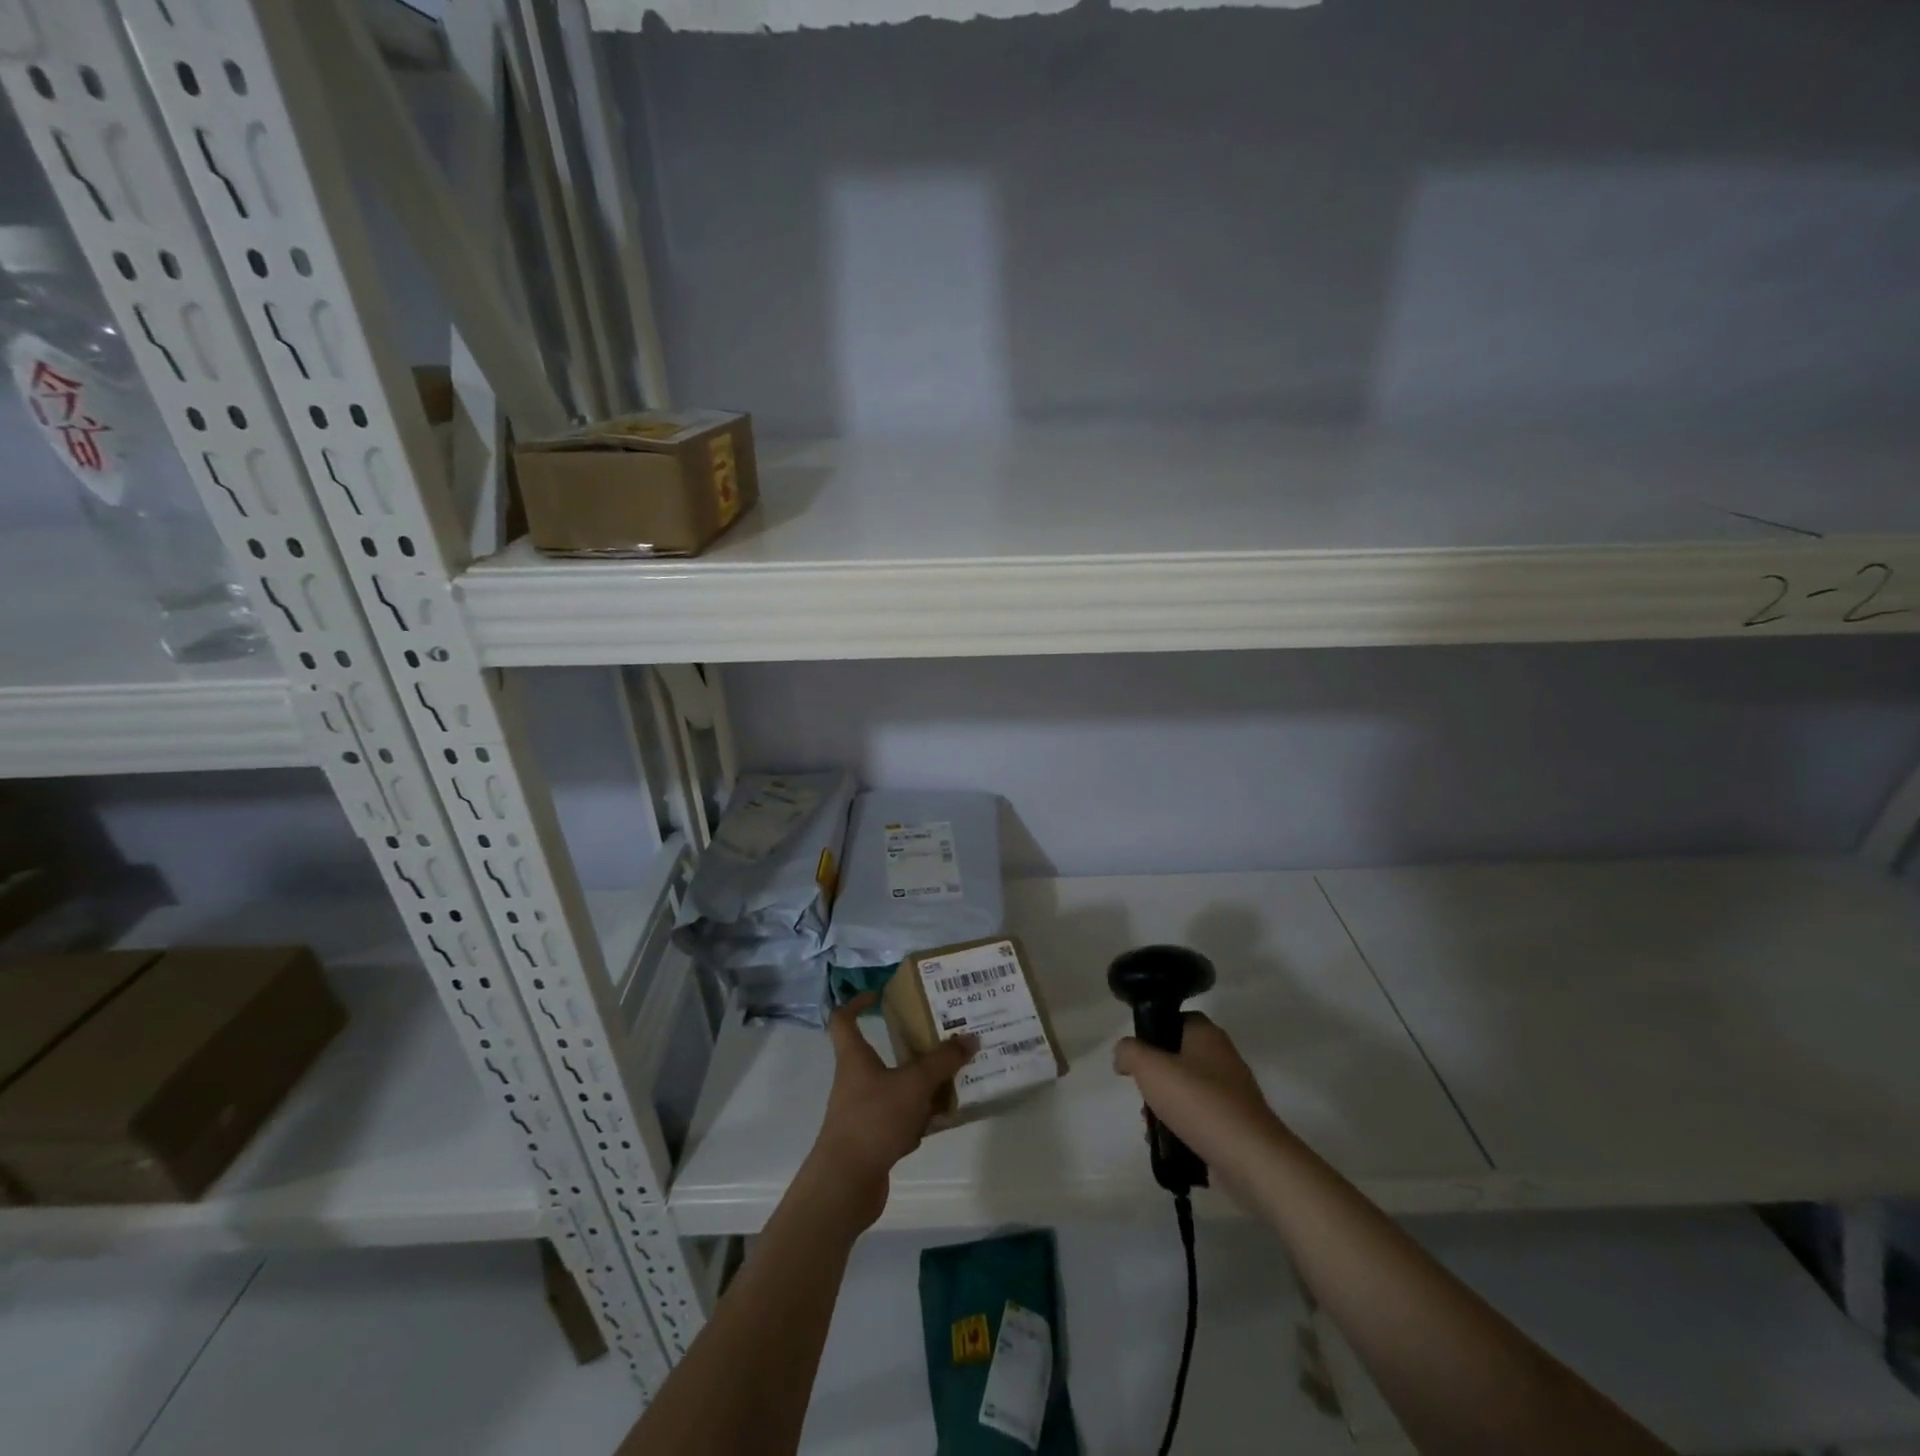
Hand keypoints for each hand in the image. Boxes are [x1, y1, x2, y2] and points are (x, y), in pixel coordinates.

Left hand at [801, 994, 975, 1229]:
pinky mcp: (872, 1140)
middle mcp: (855, 1081)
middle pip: (880, 1055)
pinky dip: (919, 1120)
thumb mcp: (914, 1084)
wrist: (845, 1184)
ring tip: (953, 1079)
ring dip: (920, 1087)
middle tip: (940, 1040)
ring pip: (895, 1089)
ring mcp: (862, 1112)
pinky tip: (941, 1121)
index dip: (857, 1003)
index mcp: (855, 1058)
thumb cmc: (873, 1120)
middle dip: (910, 1049)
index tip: (879, 994)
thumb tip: (970, 1037)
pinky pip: (900, 1121)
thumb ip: (942, 1061)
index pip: (844, 1020)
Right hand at [1113, 1013, 1289, 1182]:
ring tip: (1151, 1126)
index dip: (1153, 1031)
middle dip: (1155, 1076)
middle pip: (1178, 1056)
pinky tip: (1169, 1144)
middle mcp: (1223, 1057)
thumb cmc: (1199, 1102)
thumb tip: (1123, 1054)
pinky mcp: (1236, 1124)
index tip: (1135, 1053)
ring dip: (1165, 1105)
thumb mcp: (1150, 1068)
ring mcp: (1232, 1092)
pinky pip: (1200, 1117)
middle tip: (1141, 1093)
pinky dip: (1182, 1127)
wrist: (1251, 1159)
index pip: (1176, 1018)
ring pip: (1187, 1090)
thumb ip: (1129, 1052)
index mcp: (1207, 1034)